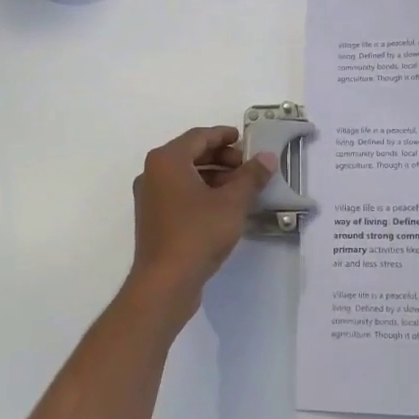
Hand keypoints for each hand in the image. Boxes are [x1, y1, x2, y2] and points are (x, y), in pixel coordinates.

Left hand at [130, 126, 274, 299]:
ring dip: (214, 176)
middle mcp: (153, 173)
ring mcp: (150, 197)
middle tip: (248, 167)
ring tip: (241, 188)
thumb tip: (268, 157)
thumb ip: (252, 176)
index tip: (246, 140)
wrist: (165, 282)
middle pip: (191, 154)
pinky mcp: (153, 218)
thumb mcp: (232, 202)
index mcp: (167, 160)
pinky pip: (180, 193)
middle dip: (222, 157)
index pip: (199, 136)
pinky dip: (202, 192)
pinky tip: (224, 207)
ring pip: (186, 175)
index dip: (224, 135)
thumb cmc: (198, 233)